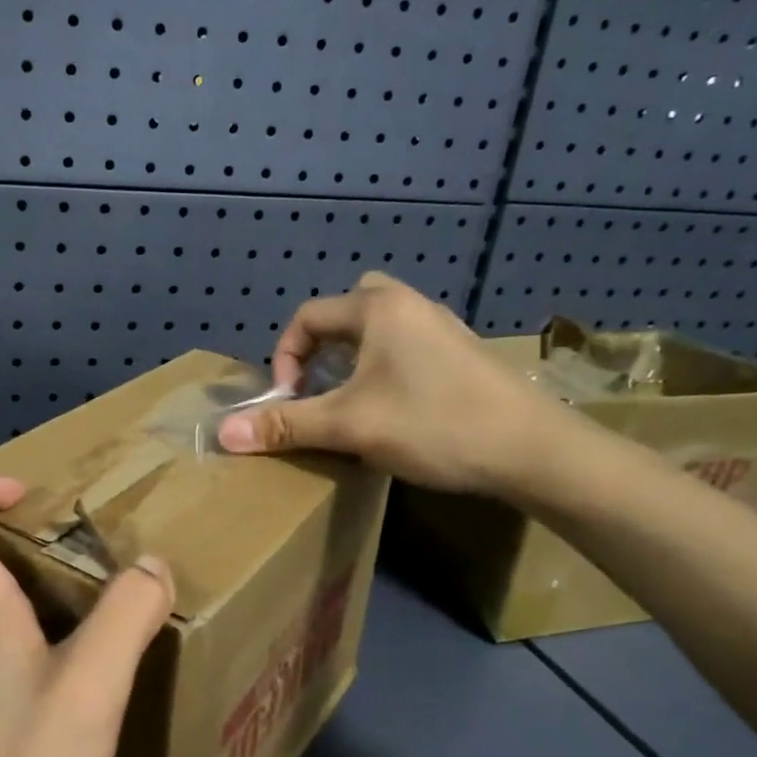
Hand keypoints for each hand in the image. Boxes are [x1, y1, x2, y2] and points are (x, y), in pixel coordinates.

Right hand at [215, 272, 569, 495]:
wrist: (533, 450)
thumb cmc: (434, 425)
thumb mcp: (351, 427)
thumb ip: (287, 426)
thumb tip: (223, 434)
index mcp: (379, 309)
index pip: (308, 316)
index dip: (285, 358)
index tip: (289, 400)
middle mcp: (411, 305)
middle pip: (350, 307)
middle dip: (323, 344)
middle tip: (319, 383)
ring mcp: (443, 329)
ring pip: (382, 328)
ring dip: (355, 357)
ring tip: (350, 400)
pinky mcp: (463, 355)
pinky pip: (408, 346)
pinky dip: (386, 367)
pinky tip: (395, 410)